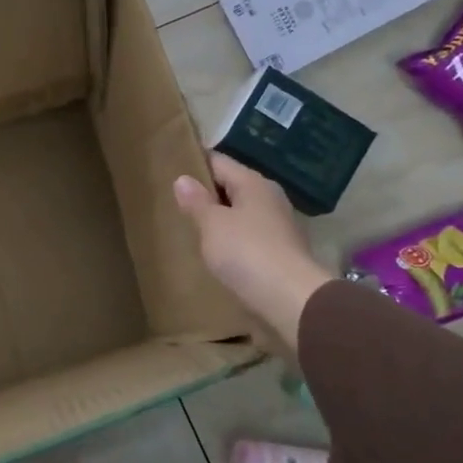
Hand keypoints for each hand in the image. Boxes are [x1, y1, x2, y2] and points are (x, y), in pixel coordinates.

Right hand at [174, 154, 333, 353]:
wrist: (291, 300)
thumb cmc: (247, 253)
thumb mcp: (212, 225)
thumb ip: (196, 201)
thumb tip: (183, 179)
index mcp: (253, 183)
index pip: (219, 162)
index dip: (194, 164)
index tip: (171, 170)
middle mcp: (270, 198)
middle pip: (232, 187)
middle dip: (207, 194)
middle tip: (176, 203)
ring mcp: (279, 225)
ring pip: (242, 213)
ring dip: (221, 219)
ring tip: (192, 229)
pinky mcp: (281, 252)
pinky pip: (250, 237)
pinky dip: (233, 240)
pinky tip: (217, 253)